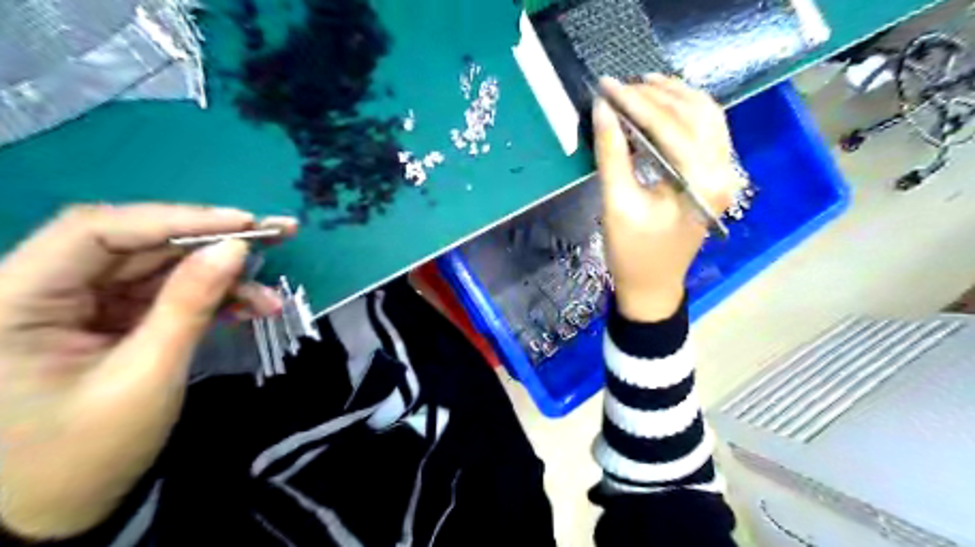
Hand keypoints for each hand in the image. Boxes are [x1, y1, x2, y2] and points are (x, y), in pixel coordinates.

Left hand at [0, 203, 295, 537]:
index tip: (245, 222)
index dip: (177, 218)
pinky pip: (164, 294)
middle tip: (278, 232)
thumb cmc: (84, 454)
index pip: (97, 231)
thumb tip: (236, 248)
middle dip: (213, 241)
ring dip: (221, 278)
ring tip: (271, 294)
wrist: (54, 512)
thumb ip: (191, 304)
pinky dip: (210, 300)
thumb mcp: (148, 375)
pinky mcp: (106, 318)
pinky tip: (250, 309)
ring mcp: (77, 303)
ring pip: (160, 268)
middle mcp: (39, 288)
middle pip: (138, 244)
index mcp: (13, 301)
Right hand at [594, 74, 747, 323]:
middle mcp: (723, 172)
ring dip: (675, 97)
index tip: (606, 85)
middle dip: (656, 94)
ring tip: (642, 86)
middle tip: (620, 85)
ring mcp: (724, 174)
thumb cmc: (632, 253)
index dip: (635, 102)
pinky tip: (663, 106)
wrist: (652, 286)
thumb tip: (603, 109)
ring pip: (707, 117)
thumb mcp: (617, 204)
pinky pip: (707, 132)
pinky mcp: (715, 178)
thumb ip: (612, 154)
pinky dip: (685, 113)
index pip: (670, 126)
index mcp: (701, 182)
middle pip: (695, 114)